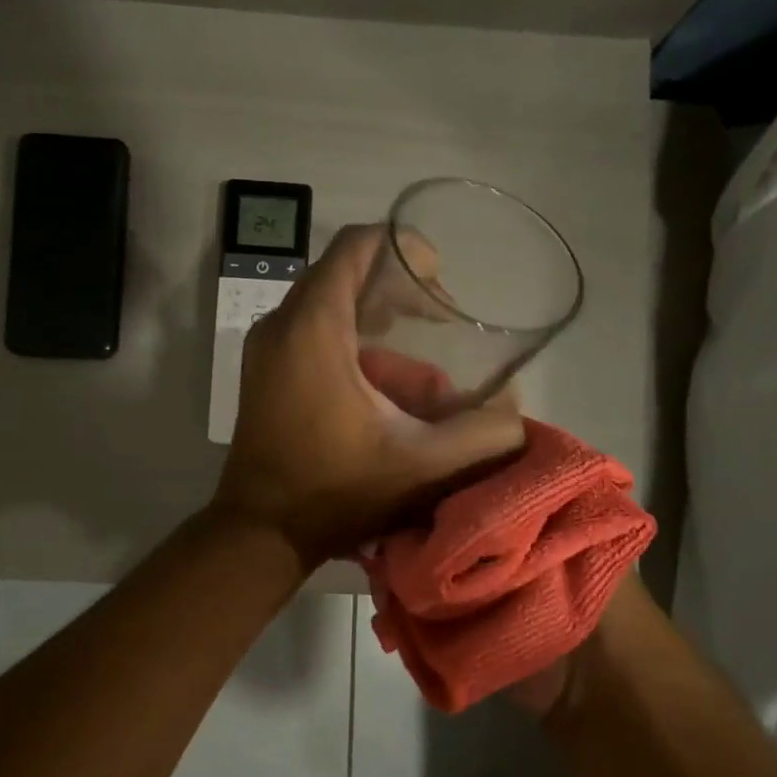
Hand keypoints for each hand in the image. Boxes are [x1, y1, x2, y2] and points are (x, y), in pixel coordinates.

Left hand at [212, 225, 525, 567]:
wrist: (261, 532)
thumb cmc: (336, 493)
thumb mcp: (422, 465)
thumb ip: (481, 434)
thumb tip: (515, 409)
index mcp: (313, 327)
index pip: (357, 245)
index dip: (404, 248)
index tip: (440, 284)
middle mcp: (281, 325)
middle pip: (345, 273)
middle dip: (398, 289)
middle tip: (441, 320)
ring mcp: (266, 350)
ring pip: (328, 306)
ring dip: (378, 322)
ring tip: (421, 358)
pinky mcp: (264, 374)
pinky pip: (312, 333)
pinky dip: (352, 343)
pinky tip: (386, 384)